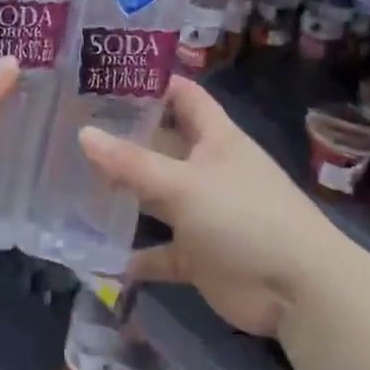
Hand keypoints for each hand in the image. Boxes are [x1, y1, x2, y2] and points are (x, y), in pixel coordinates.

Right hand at [78, 78, 344, 337]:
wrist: (297, 292)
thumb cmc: (243, 216)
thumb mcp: (183, 184)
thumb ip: (132, 163)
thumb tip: (83, 134)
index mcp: (215, 138)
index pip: (183, 95)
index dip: (151, 83)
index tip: (105, 77)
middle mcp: (207, 169)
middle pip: (162, 145)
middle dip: (123, 139)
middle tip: (72, 129)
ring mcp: (203, 213)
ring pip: (155, 198)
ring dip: (124, 195)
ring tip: (72, 183)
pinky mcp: (199, 255)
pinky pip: (159, 251)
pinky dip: (134, 256)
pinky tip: (96, 254)